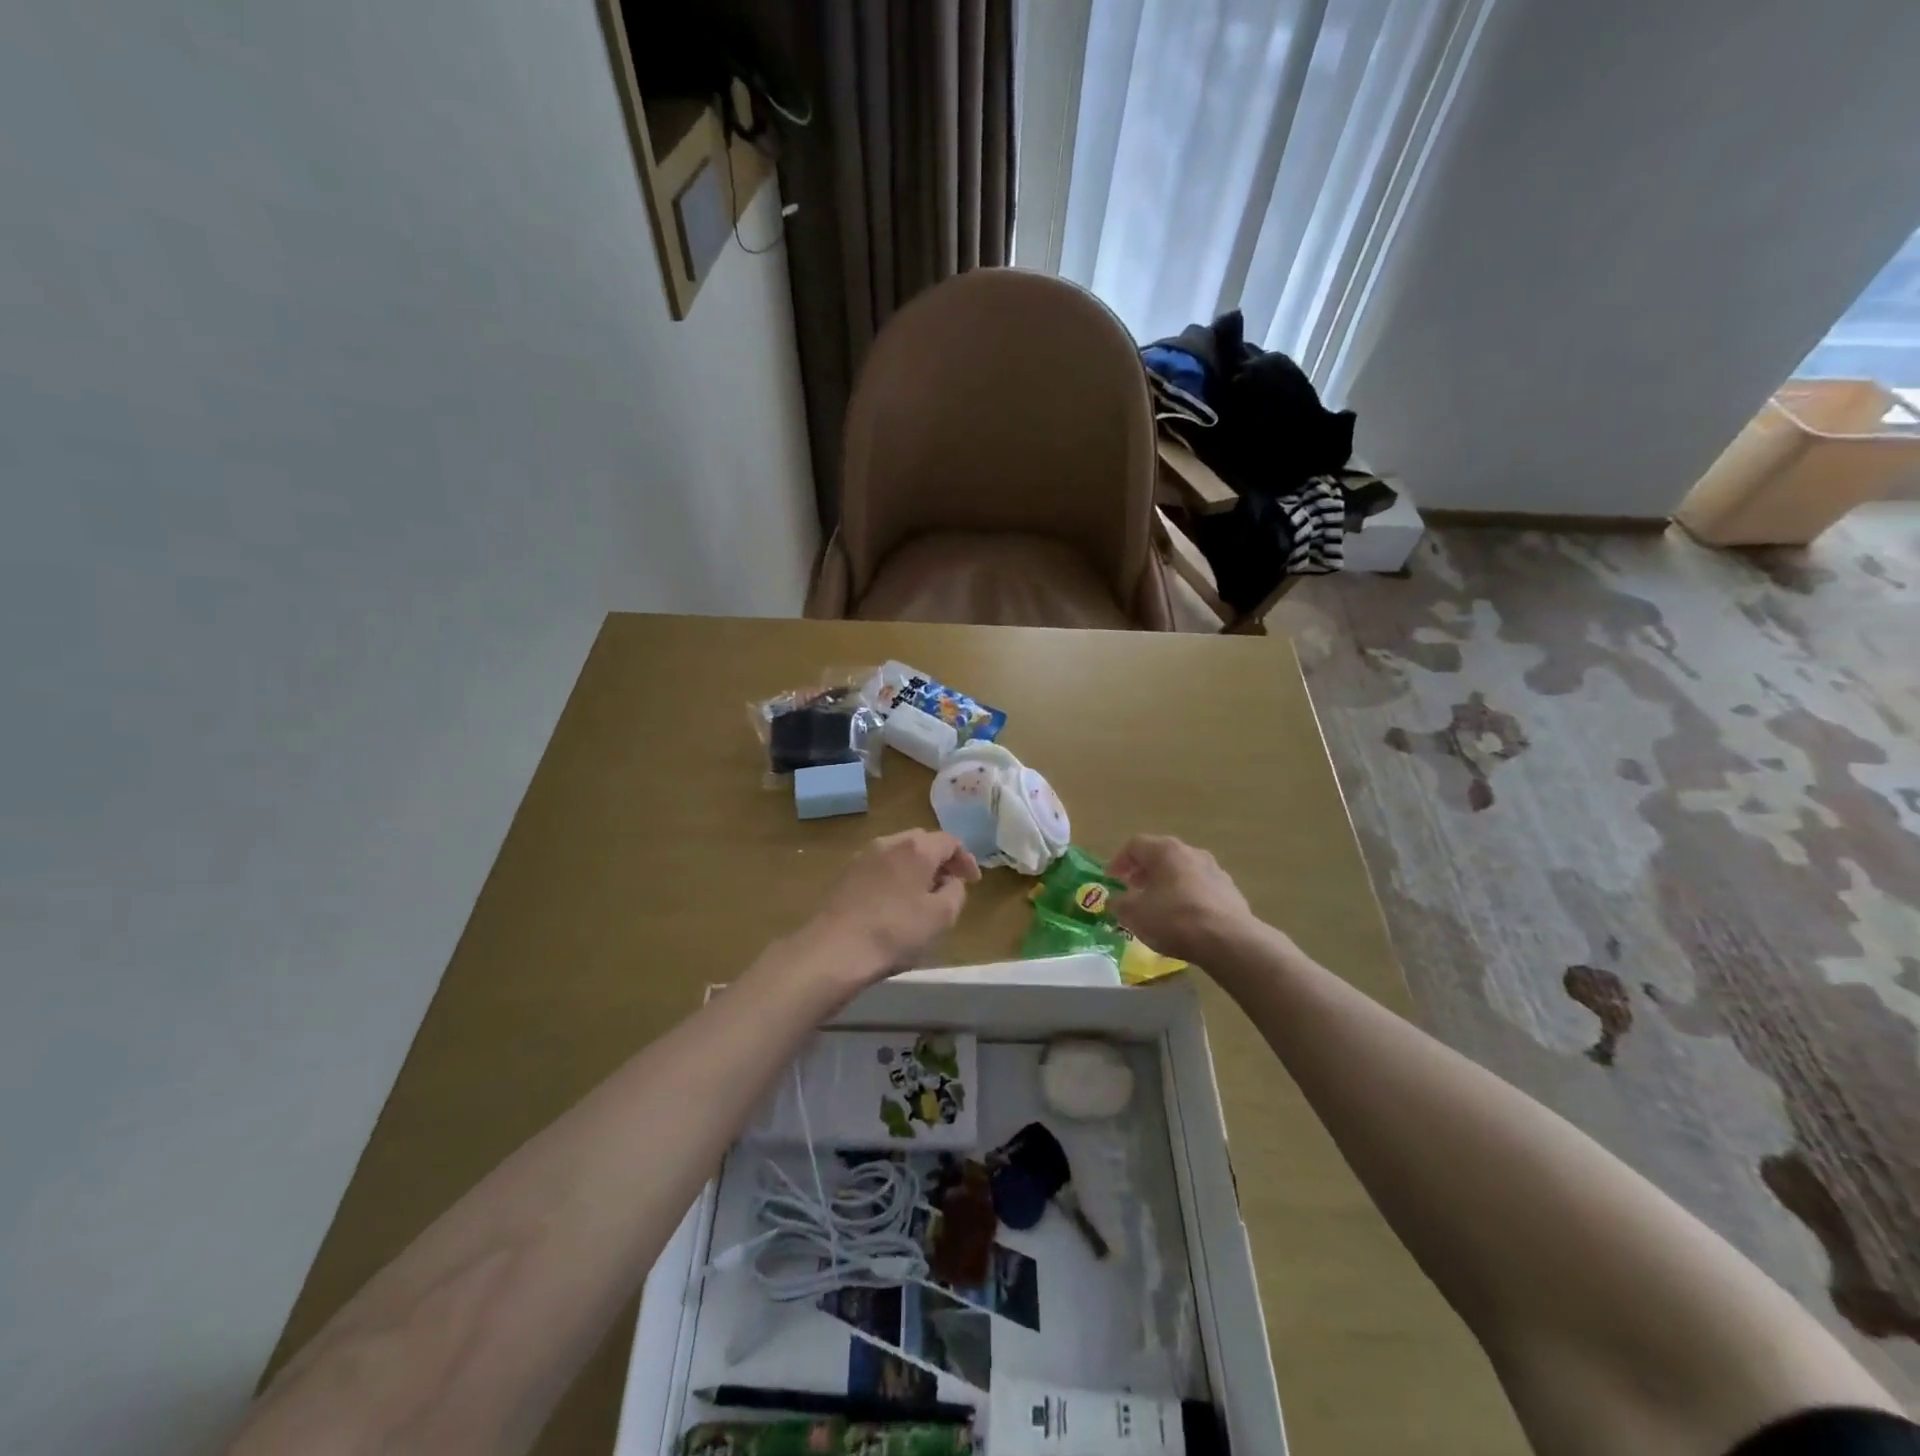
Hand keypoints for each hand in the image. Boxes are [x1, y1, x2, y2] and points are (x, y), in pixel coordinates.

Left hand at [805, 830, 979, 979]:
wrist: (835, 949)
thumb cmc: (896, 931)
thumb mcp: (942, 917)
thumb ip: (955, 892)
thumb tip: (951, 882)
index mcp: (917, 848)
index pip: (950, 841)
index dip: (966, 859)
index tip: (973, 881)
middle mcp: (889, 842)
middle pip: (922, 842)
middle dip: (940, 861)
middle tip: (949, 885)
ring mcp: (863, 856)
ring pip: (898, 854)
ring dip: (915, 869)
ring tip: (922, 896)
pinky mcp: (845, 874)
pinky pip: (880, 867)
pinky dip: (894, 877)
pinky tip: (894, 903)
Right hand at [1109, 835, 1260, 964]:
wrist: (1228, 941)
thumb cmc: (1173, 919)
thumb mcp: (1134, 914)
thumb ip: (1119, 903)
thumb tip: (1114, 900)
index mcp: (1165, 850)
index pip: (1135, 845)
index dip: (1118, 861)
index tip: (1111, 879)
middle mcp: (1191, 852)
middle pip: (1160, 855)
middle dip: (1143, 872)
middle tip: (1132, 889)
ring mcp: (1215, 870)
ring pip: (1182, 871)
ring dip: (1166, 884)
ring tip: (1157, 905)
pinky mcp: (1230, 891)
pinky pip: (1200, 889)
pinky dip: (1186, 897)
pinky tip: (1183, 918)